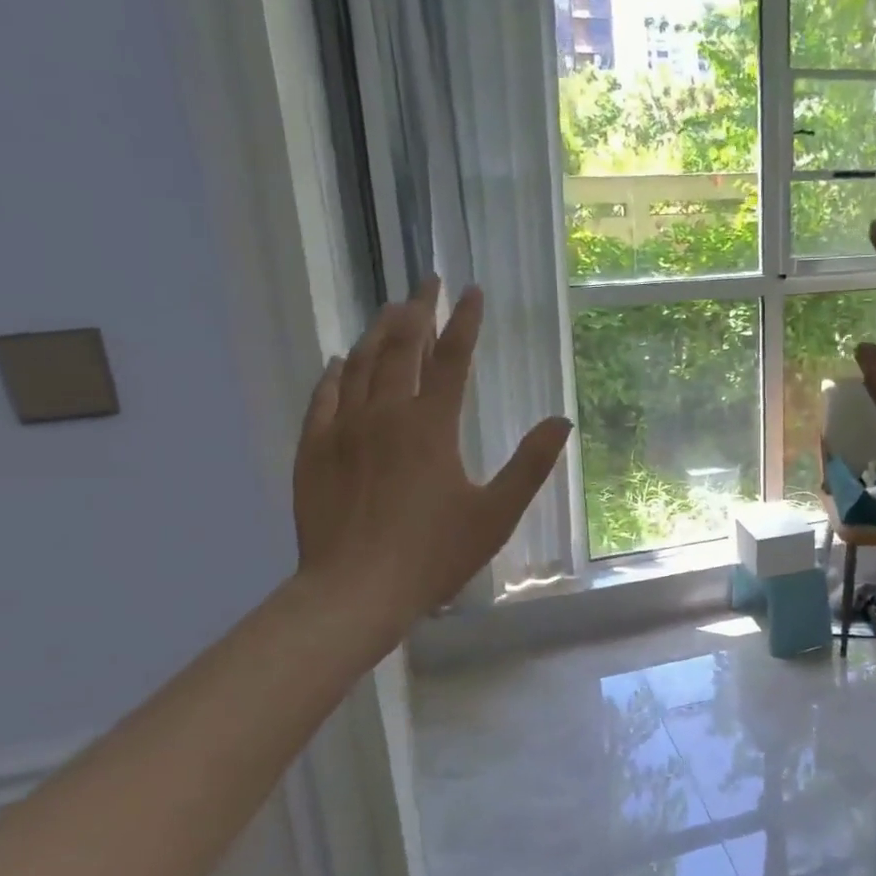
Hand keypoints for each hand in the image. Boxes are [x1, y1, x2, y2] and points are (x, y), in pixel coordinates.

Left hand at [291, 278, 572, 662]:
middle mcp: (386, 414)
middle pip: (401, 348)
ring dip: (378, 333)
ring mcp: (344, 430)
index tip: (473, 291)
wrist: (354, 591)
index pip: (453, 359)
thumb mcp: (496, 513)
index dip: (465, 322)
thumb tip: (561, 421)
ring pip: (360, 365)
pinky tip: (339, 361)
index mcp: (432, 426)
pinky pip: (323, 397)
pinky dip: (334, 373)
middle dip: (416, 310)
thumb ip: (531, 465)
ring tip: (390, 310)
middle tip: (426, 283)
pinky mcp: (313, 451)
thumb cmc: (433, 554)